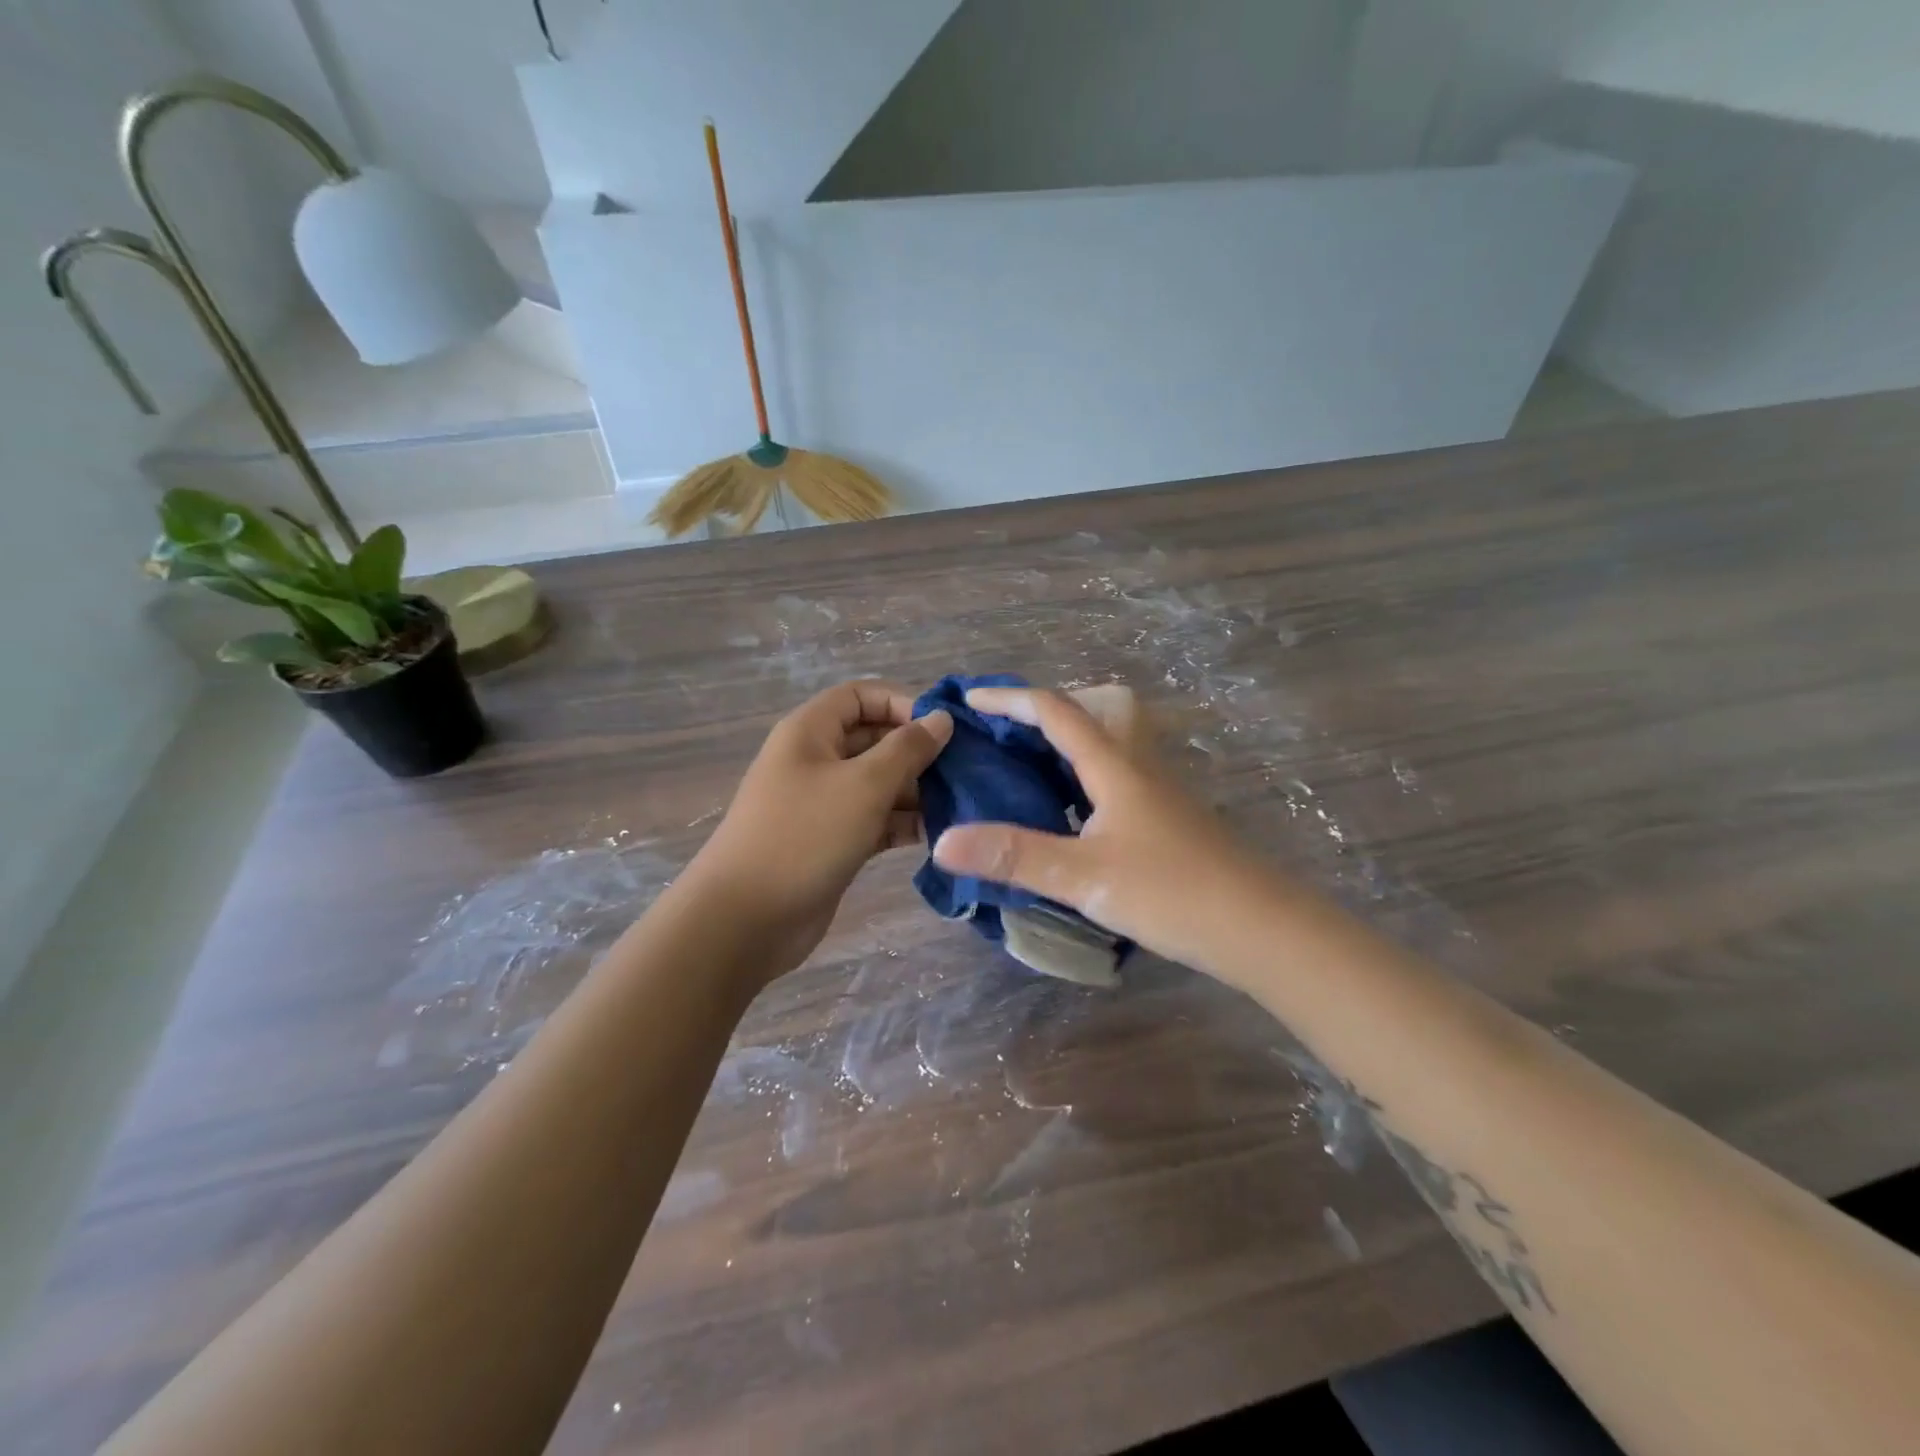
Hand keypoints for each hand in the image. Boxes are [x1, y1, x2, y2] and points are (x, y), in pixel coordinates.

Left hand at [682, 681, 953, 978]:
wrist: (746, 920)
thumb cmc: (805, 836)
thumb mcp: (864, 785)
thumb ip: (907, 749)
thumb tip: (941, 718)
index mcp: (811, 732)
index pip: (860, 696)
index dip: (901, 702)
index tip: (943, 726)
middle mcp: (816, 760)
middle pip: (874, 739)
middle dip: (917, 750)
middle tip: (965, 769)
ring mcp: (824, 804)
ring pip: (879, 783)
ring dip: (917, 790)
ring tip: (961, 804)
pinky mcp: (833, 842)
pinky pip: (875, 820)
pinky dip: (904, 823)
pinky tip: (941, 833)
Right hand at [930, 686, 1276, 975]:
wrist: (1262, 929)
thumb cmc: (1172, 893)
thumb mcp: (1083, 876)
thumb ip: (1014, 855)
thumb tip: (944, 841)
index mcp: (1114, 767)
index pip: (1056, 712)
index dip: (1011, 699)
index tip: (971, 699)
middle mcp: (1138, 768)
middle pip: (1092, 713)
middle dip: (1046, 711)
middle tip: (1006, 734)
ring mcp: (1159, 794)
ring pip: (1107, 747)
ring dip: (1066, 745)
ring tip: (1026, 772)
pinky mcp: (1169, 821)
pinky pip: (1116, 779)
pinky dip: (1083, 779)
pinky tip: (1069, 817)